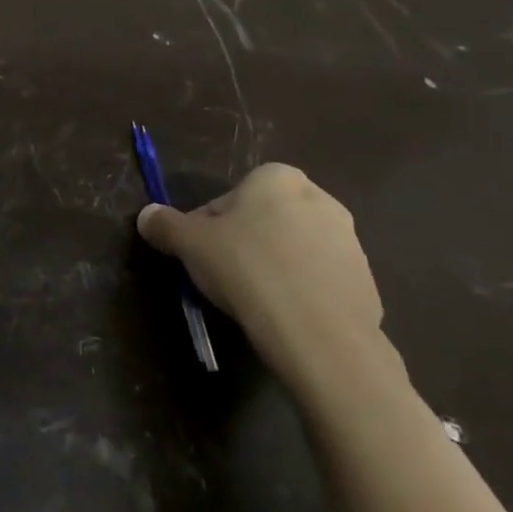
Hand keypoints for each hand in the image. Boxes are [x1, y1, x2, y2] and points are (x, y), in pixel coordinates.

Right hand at [137, 163, 385, 389]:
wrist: (319, 333)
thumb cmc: (246, 269)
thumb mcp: (188, 243)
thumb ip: (164, 224)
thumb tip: (147, 215)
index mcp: (276, 178)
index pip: (226, 199)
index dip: (206, 226)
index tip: (199, 253)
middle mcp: (319, 199)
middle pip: (261, 220)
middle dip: (243, 242)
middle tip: (222, 274)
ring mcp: (348, 241)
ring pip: (290, 248)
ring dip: (271, 265)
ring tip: (252, 299)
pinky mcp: (365, 279)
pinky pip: (316, 278)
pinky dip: (298, 290)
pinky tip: (282, 314)